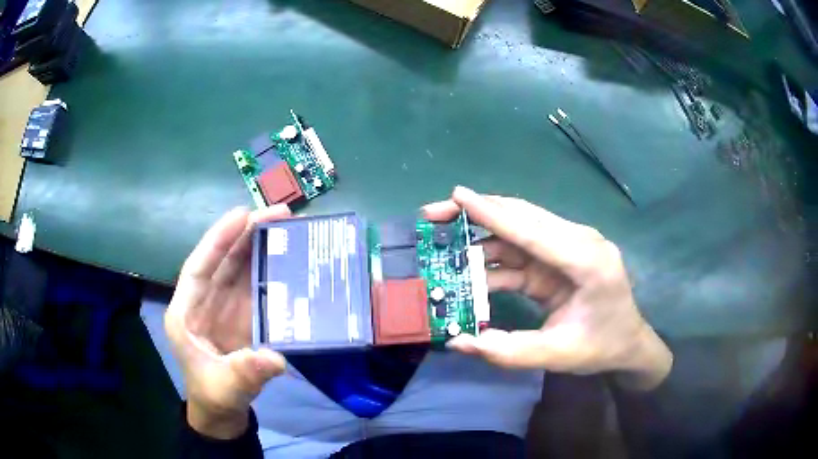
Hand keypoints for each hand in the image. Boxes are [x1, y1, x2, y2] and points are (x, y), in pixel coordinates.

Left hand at [165, 206, 290, 438]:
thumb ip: (245, 373)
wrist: (222, 411)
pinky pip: (255, 286)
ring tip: (287, 226)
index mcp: (186, 313)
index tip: (242, 215)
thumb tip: (276, 358)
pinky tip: (289, 259)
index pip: (198, 268)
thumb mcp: (226, 388)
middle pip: (222, 261)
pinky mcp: (242, 315)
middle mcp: (203, 302)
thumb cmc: (213, 395)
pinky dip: (270, 270)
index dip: (218, 239)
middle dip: (246, 234)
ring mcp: (224, 307)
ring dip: (260, 246)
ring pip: (239, 268)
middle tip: (279, 214)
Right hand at [423, 187, 671, 390]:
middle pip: (522, 218)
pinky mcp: (556, 259)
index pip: (533, 231)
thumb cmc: (601, 347)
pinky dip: (491, 257)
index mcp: (587, 261)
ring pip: (517, 230)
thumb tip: (458, 341)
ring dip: (479, 232)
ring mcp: (567, 248)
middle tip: (433, 213)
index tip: (456, 194)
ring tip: (441, 235)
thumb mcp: (557, 355)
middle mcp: (578, 243)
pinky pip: (519, 251)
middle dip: (476, 213)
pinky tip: (466, 266)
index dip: (493, 213)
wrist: (627, 343)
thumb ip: (509, 351)